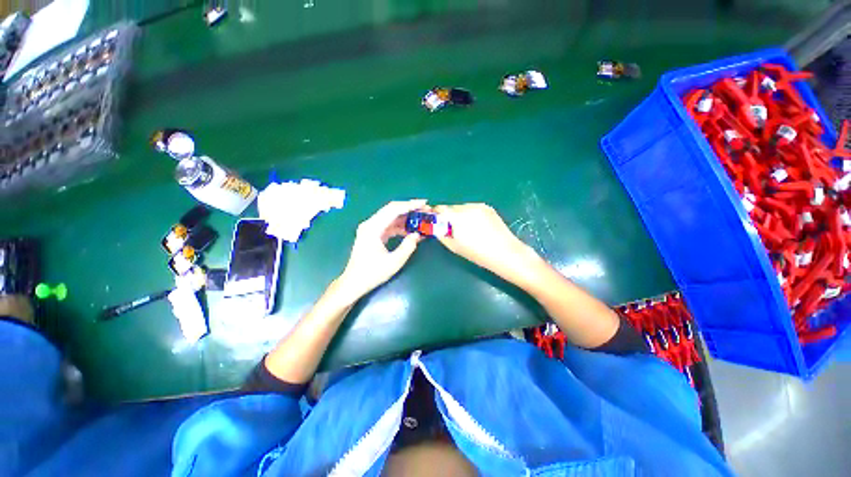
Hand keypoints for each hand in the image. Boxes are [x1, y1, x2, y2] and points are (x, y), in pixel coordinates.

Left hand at [337, 200, 425, 300]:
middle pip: (392, 210)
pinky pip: (389, 226)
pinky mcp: (373, 234)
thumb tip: (418, 234)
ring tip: (421, 219)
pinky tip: (411, 230)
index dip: (410, 205)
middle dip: (410, 208)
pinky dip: (401, 227)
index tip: (424, 203)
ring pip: (391, 217)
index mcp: (373, 228)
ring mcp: (371, 229)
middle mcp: (370, 224)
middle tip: (425, 210)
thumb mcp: (394, 262)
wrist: (354, 283)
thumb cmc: (372, 273)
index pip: (394, 209)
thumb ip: (408, 246)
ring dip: (406, 218)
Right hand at [433, 203, 540, 283]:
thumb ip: (440, 233)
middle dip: (447, 216)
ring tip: (466, 229)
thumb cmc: (478, 253)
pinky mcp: (487, 207)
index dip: (435, 215)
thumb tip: (434, 226)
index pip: (439, 209)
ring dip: (458, 215)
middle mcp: (467, 207)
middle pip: (450, 208)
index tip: (434, 222)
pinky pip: (472, 208)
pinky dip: (469, 215)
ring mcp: (479, 206)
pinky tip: (476, 226)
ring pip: (461, 208)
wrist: (505, 252)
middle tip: (450, 229)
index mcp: (457, 217)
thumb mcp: (454, 246)